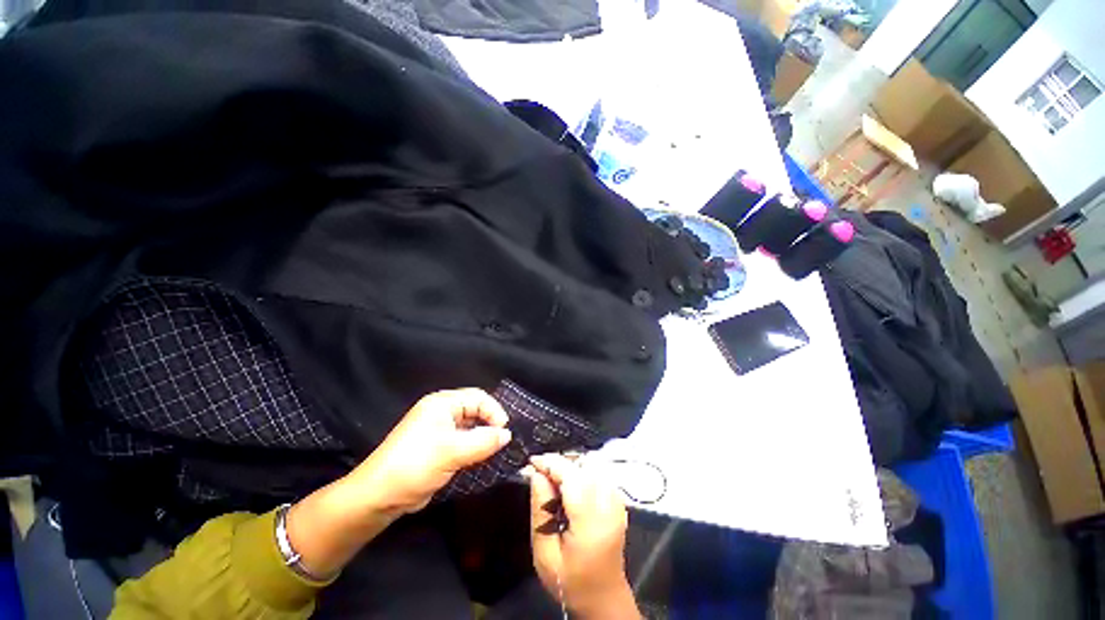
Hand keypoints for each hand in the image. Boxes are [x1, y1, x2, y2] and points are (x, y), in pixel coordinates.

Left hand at [286, 389, 510, 577]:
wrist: (379, 497)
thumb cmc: (416, 464)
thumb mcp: (453, 451)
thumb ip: (484, 441)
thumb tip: (508, 435)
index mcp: (442, 403)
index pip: (477, 397)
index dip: (494, 410)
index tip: (505, 430)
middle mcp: (441, 412)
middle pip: (475, 410)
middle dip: (490, 423)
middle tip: (503, 440)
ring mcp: (439, 430)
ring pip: (470, 427)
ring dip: (483, 436)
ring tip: (497, 449)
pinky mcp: (438, 447)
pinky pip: (463, 441)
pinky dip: (474, 447)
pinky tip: (483, 457)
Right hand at [527, 454, 637, 618]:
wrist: (603, 597)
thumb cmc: (571, 581)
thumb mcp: (545, 554)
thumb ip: (540, 511)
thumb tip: (536, 474)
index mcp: (591, 521)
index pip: (571, 476)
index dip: (550, 463)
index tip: (532, 463)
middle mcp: (608, 504)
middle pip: (582, 466)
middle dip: (559, 464)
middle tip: (540, 475)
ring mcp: (617, 500)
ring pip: (591, 465)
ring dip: (570, 467)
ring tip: (553, 481)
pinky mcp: (618, 499)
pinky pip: (598, 473)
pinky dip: (581, 472)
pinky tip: (570, 487)